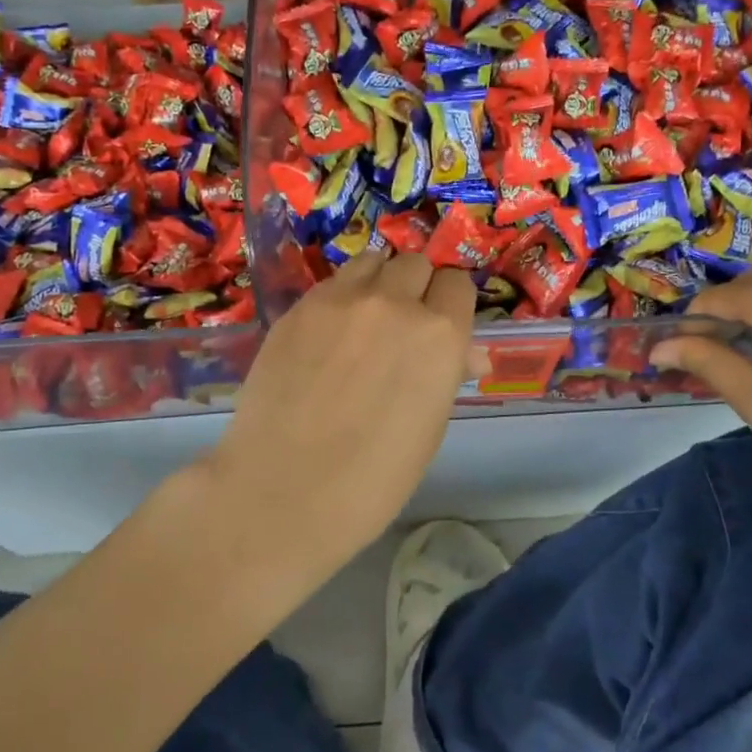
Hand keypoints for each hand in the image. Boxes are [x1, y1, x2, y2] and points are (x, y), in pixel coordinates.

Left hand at [201, 251, 474, 560]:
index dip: (451, 304)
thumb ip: (447, 373)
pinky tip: (330, 333)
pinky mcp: (299, 307)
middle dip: (417, 287)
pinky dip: (342, 296)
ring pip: (373, 261)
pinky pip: (333, 282)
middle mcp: (395, 302)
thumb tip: (466, 354)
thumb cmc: (375, 477)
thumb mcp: (430, 426)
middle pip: (416, 264)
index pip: (458, 285)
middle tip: (404, 323)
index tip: (442, 323)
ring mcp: (341, 300)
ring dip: (380, 281)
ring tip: (367, 317)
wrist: (286, 490)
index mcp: (440, 334)